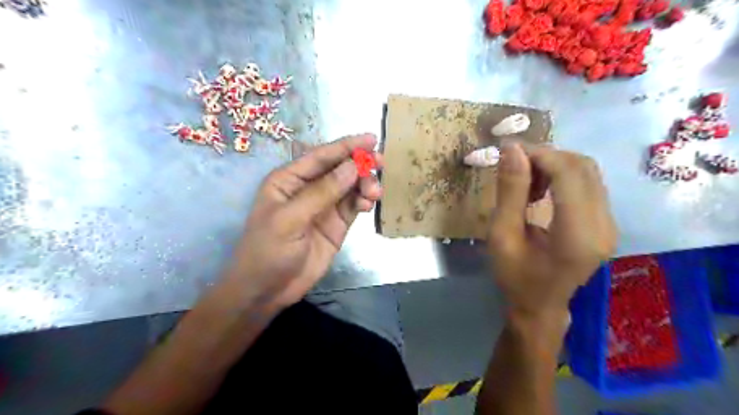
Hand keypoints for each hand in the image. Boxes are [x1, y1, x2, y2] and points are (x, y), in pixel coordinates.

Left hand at [224, 134, 384, 312]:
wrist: (268, 290)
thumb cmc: (269, 250)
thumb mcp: (290, 219)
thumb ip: (322, 192)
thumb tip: (353, 166)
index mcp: (289, 179)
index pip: (320, 156)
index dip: (346, 146)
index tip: (371, 139)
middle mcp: (308, 188)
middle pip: (339, 169)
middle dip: (360, 164)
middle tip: (380, 164)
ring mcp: (324, 207)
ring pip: (350, 186)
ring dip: (365, 184)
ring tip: (374, 193)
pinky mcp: (337, 224)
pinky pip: (354, 205)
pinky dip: (364, 201)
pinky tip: (369, 205)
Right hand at [487, 141, 619, 316]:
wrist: (539, 307)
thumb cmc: (514, 277)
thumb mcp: (502, 235)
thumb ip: (509, 192)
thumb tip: (512, 149)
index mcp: (578, 235)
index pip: (569, 173)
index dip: (539, 154)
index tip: (508, 152)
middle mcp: (604, 225)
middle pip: (582, 167)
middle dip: (545, 157)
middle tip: (513, 166)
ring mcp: (609, 224)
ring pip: (587, 171)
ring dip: (553, 165)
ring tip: (525, 181)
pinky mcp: (605, 223)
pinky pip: (587, 183)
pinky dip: (561, 176)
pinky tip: (540, 190)